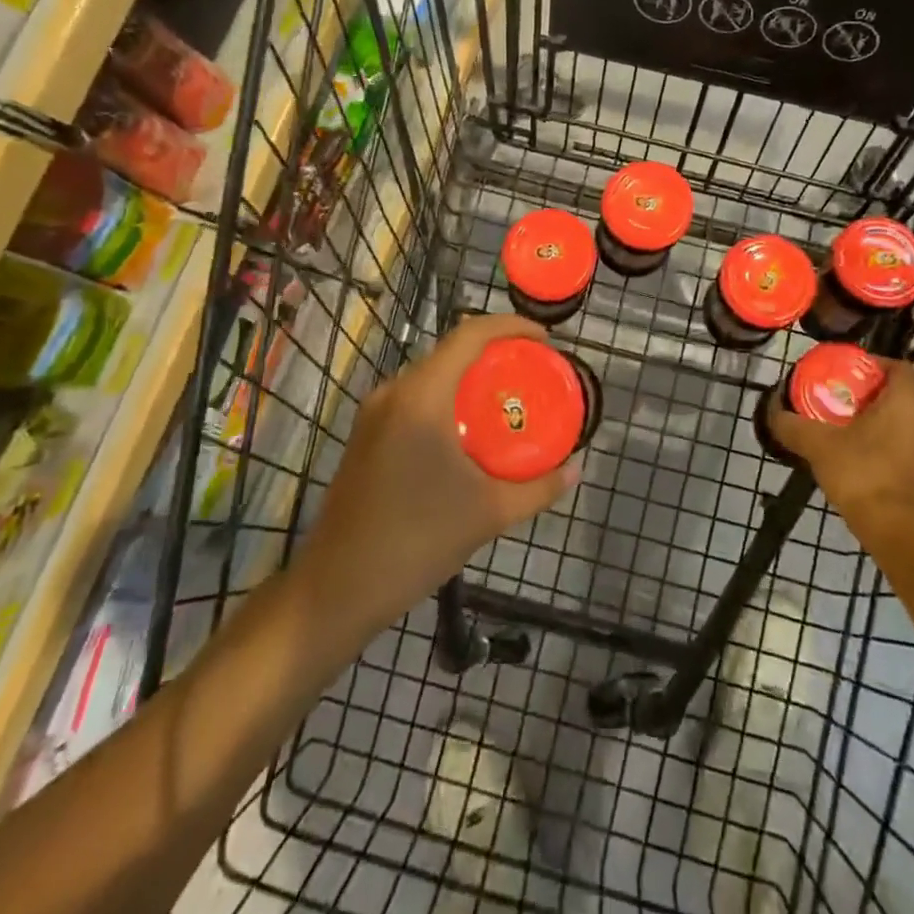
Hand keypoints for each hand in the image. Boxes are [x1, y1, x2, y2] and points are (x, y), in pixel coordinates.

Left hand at [295, 314, 579, 631]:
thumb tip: (575, 470)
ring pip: (431, 376)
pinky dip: (447, 400)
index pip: (469, 335)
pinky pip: (414, 399)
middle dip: (495, 354)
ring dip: (469, 379)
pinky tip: (468, 432)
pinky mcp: (365, 435)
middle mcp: (394, 392)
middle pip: (450, 352)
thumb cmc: (417, 541)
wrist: (338, 587)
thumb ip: (538, 488)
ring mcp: (373, 414)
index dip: (510, 326)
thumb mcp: (489, 514)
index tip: (545, 341)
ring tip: (506, 401)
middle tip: (532, 373)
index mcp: (422, 397)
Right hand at [767, 356, 913, 524]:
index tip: (843, 373)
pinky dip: (884, 445)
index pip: (896, 366)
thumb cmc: (863, 473)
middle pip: (896, 394)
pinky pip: (905, 446)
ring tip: (840, 429)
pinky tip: (857, 458)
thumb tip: (773, 411)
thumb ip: (793, 425)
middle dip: (866, 395)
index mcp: (907, 401)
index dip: (871, 364)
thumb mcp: (818, 444)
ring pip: (901, 422)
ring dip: (875, 422)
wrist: (900, 532)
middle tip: (834, 400)